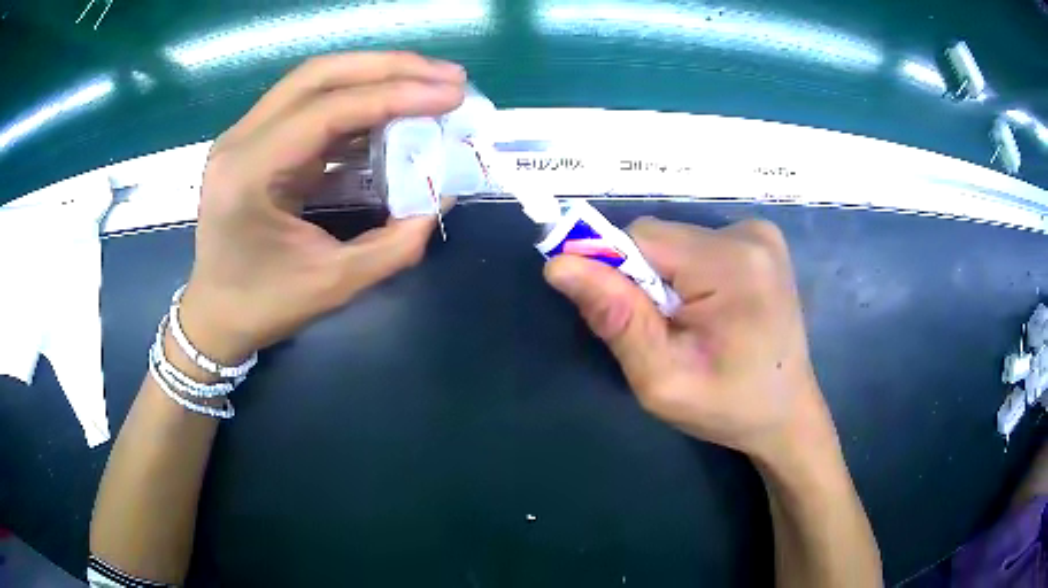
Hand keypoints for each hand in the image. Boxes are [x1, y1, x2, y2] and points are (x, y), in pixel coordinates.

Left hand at [177, 52, 466, 361]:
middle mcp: (241, 140)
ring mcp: (246, 135)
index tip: (450, 95)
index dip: (393, 96)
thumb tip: (441, 196)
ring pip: (316, 81)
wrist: (215, 315)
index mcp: (248, 173)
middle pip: (319, 74)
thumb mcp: (334, 284)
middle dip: (390, 68)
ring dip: (376, 76)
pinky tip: (394, 110)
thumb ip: (395, 243)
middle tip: (448, 76)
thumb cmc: (263, 305)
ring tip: (430, 83)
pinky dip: (358, 102)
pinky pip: (313, 106)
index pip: (326, 110)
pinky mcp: (259, 141)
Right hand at [545, 217, 835, 463]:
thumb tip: (560, 265)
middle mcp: (750, 234)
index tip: (619, 317)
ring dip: (665, 279)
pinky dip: (687, 274)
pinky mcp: (762, 241)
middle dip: (643, 281)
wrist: (786, 412)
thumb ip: (616, 319)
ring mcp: (761, 234)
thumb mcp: (662, 379)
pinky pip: (698, 245)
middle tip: (659, 333)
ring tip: (687, 326)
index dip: (614, 272)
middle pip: (659, 238)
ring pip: (676, 242)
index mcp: (732, 264)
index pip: (641, 239)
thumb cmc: (728, 406)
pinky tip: (709, 311)